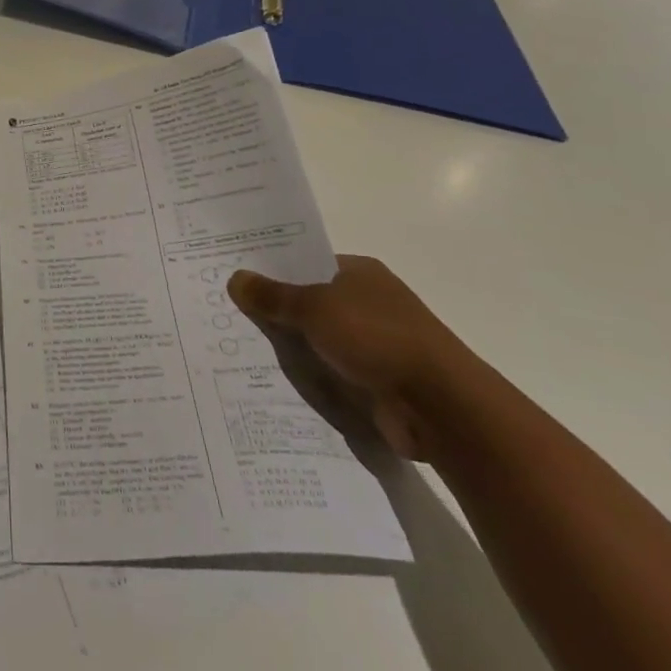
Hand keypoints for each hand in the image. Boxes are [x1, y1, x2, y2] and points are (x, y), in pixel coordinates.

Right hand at [228, 256, 470, 461]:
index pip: (307, 263)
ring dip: (293, 347)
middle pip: (310, 301)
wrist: (441, 407)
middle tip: (230, 314)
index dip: (273, 269)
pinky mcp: (378, 381)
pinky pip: (332, 372)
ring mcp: (376, 343)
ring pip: (319, 339)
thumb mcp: (314, 308)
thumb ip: (273, 296)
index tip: (237, 278)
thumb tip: (235, 278)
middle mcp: (369, 302)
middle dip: (277, 311)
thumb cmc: (377, 338)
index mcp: (360, 272)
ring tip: (243, 349)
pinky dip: (311, 376)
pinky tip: (277, 381)